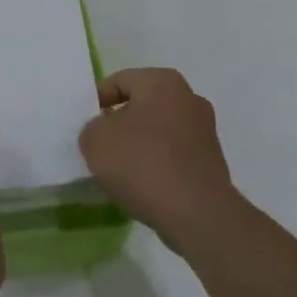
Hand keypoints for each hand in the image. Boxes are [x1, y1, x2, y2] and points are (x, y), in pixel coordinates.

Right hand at [80, 68, 238, 250]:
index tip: (84, 126)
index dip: (96, 101)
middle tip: (100, 146)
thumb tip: (103, 133)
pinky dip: (157, 165)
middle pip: (141, 105)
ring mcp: (205, 131)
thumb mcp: (96, 140)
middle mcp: (189, 98)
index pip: (119, 81)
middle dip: (120, 123)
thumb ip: (92, 128)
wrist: (197, 215)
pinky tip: (143, 186)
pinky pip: (173, 155)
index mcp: (162, 81)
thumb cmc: (143, 164)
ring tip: (119, 171)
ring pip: (158, 131)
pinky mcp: (212, 162)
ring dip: (139, 145)